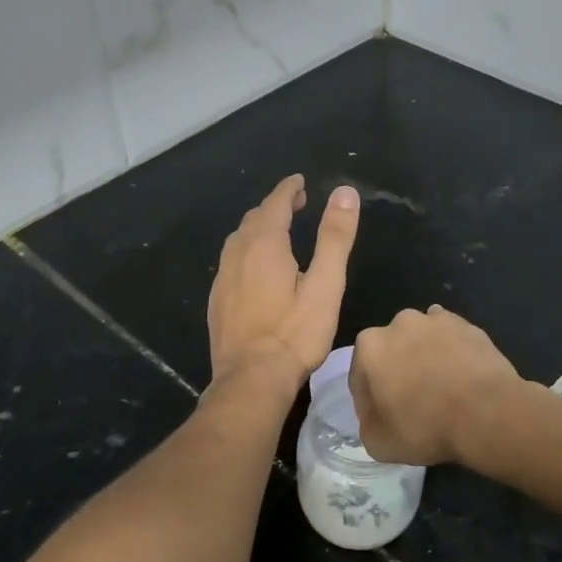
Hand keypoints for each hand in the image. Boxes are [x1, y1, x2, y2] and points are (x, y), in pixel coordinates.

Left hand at [207, 174, 360, 388]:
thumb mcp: (326, 284)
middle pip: (254, 218)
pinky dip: (246, 251)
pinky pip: (230, 262)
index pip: (275, 203)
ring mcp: (223, 278)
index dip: (289, 189)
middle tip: (296, 204)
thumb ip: (335, 238)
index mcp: (264, 244)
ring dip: (258, 228)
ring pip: (238, 240)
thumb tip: (344, 193)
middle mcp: (237, 254)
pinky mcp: (217, 301)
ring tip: (277, 231)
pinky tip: (255, 268)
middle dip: (275, 206)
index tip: (299, 182)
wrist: (251, 380)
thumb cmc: (295, 333)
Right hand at [350, 306, 527, 466]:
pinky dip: (451, 353)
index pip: (360, 376)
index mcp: (370, 346)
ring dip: (423, 358)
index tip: (383, 419)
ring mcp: (436, 320)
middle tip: (411, 403)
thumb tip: (376, 415)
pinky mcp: (467, 325)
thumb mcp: (378, 443)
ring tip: (439, 389)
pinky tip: (459, 376)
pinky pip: (450, 339)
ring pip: (420, 341)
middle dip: (396, 372)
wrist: (487, 414)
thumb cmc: (425, 427)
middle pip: (390, 351)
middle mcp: (399, 323)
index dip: (368, 401)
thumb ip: (367, 423)